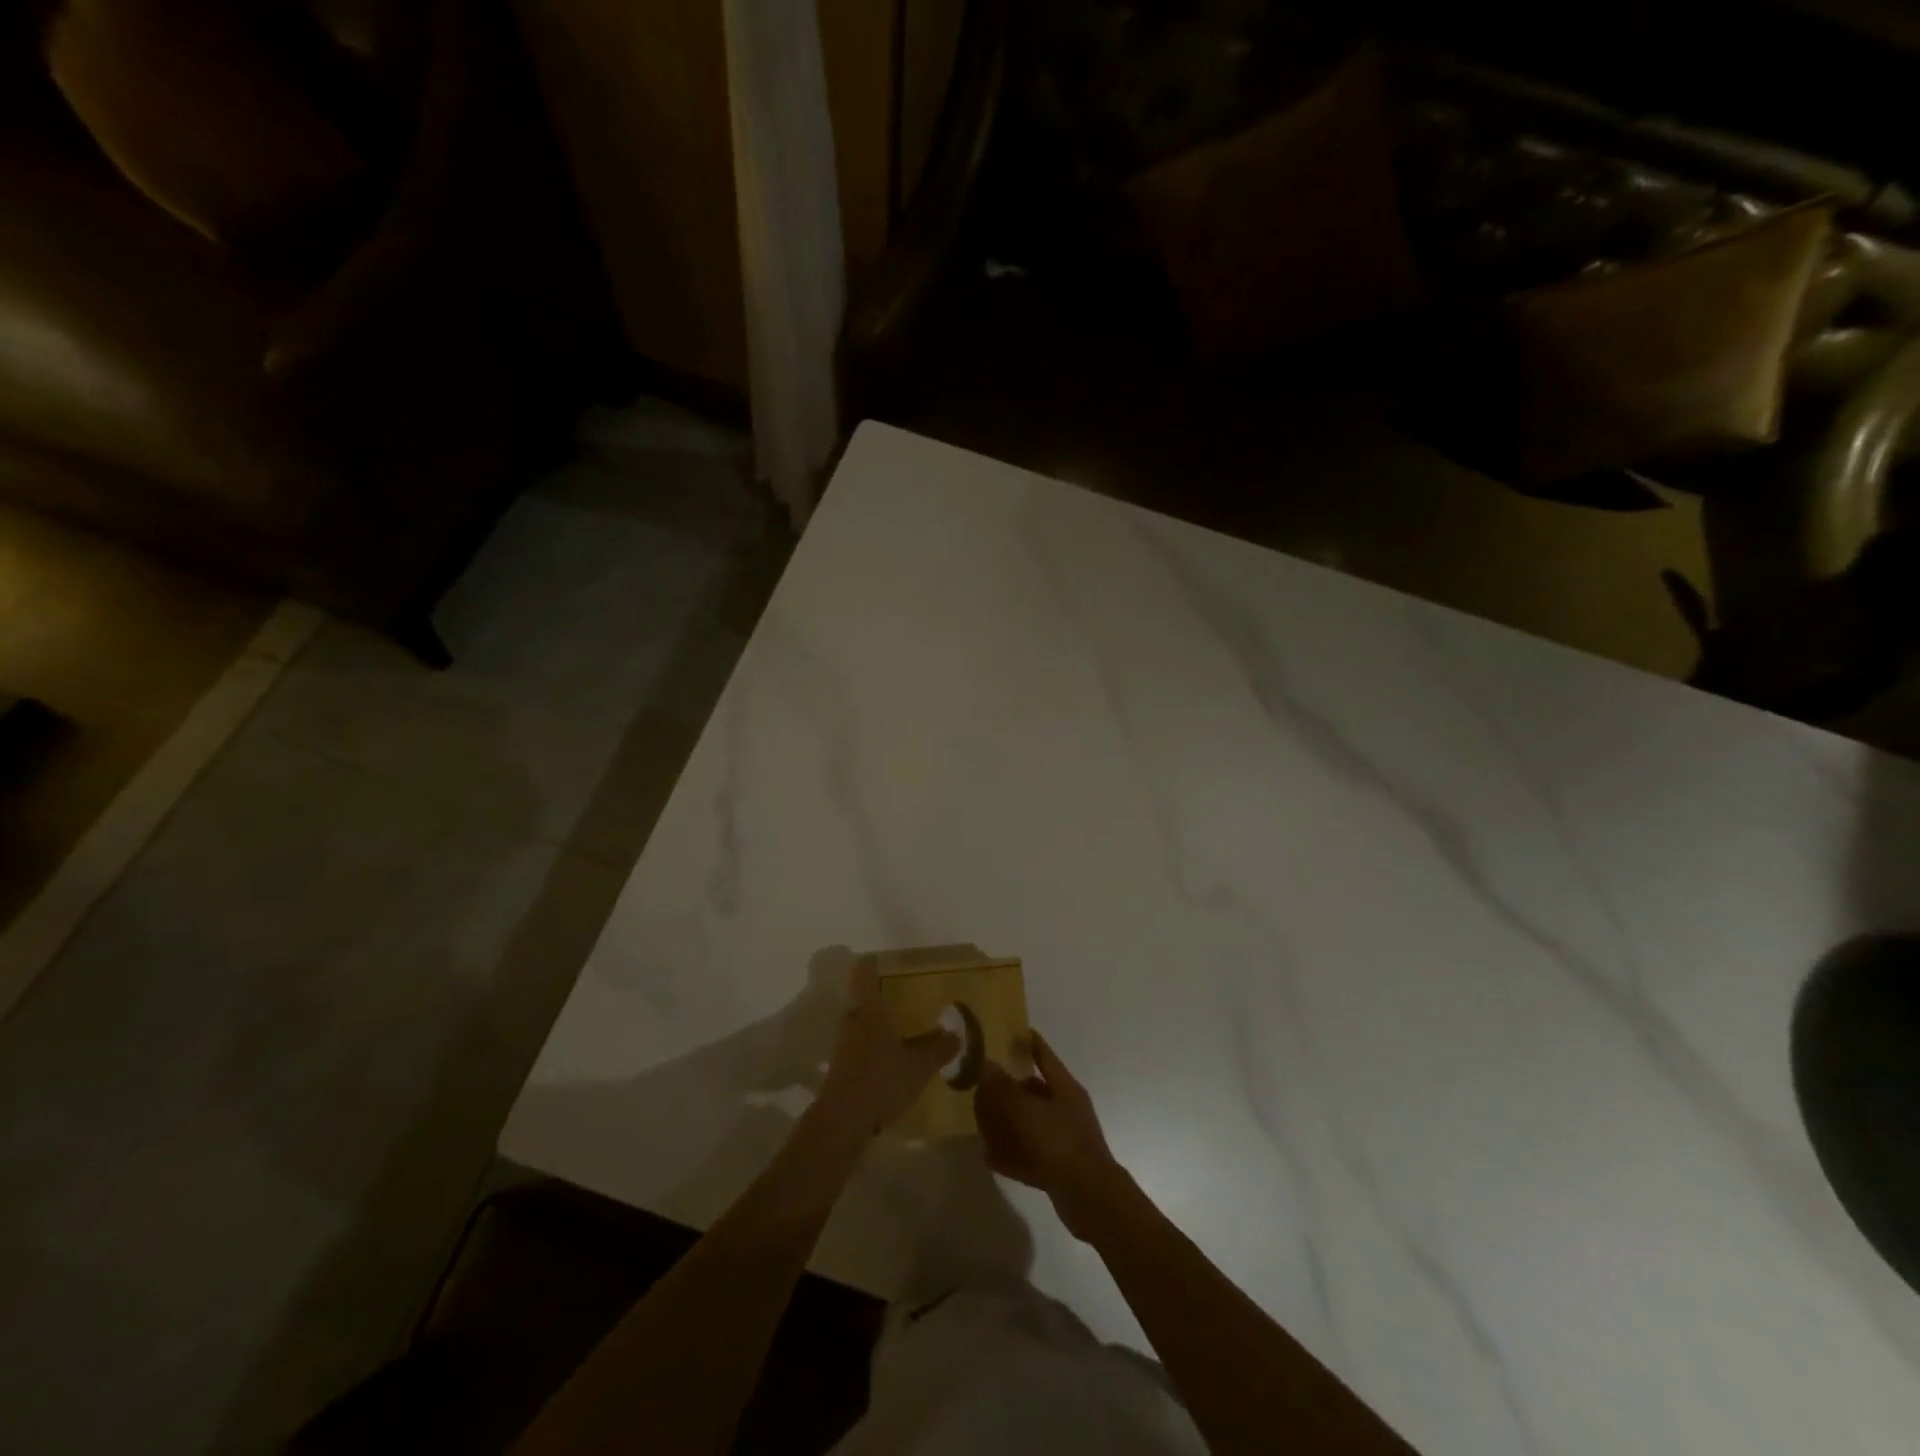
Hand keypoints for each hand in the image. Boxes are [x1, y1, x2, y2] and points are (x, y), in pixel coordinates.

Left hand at [814, 956, 958, 1139]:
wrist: (842, 1122)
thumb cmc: (882, 1081)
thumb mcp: (919, 1066)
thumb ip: (939, 1049)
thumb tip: (955, 1034)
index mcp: (870, 1011)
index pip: (864, 974)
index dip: (870, 963)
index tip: (880, 958)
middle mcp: (853, 1021)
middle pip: (863, 1001)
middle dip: (881, 999)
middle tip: (904, 1000)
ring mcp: (844, 1045)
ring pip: (862, 1026)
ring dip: (878, 1026)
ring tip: (903, 1032)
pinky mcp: (841, 1068)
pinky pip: (860, 1048)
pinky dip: (874, 1049)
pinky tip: (892, 1063)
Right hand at [975, 1030, 1130, 1240]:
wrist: (1090, 1199)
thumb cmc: (1059, 1143)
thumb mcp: (1026, 1110)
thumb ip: (1003, 1087)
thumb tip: (986, 1065)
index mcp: (1064, 1087)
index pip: (1043, 1054)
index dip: (1025, 1041)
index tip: (1003, 1031)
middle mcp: (1065, 1108)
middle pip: (1031, 1090)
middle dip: (1005, 1088)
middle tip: (979, 1084)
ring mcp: (1062, 1139)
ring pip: (1028, 1123)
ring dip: (1005, 1122)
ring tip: (979, 1120)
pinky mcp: (1057, 1167)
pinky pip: (1028, 1154)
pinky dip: (1010, 1153)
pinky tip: (988, 1156)